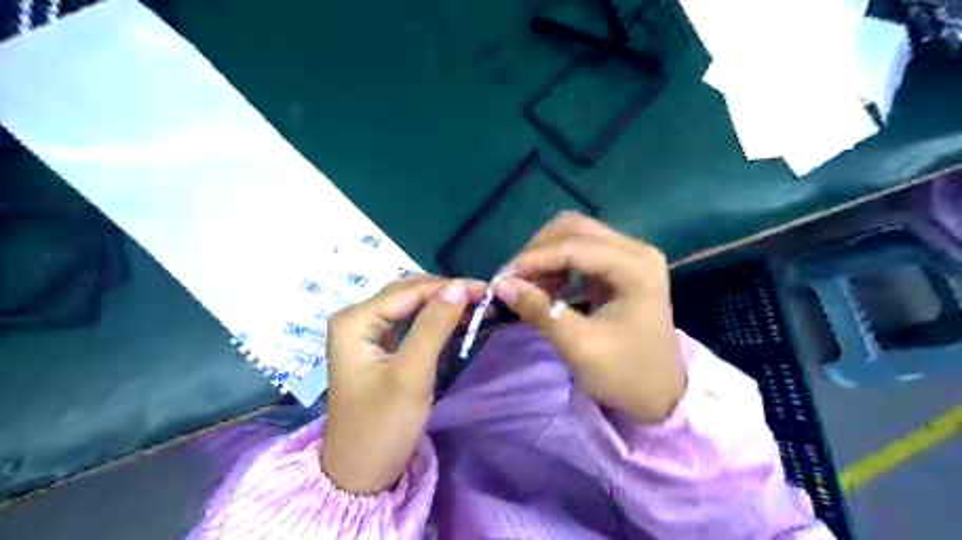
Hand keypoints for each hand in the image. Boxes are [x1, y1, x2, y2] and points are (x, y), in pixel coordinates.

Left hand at [324, 276, 485, 490]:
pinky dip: (437, 321)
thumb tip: (459, 287)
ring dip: (445, 305)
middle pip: (409, 293)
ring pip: (413, 306)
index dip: (449, 286)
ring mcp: (368, 332)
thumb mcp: (411, 375)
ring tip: (479, 306)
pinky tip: (460, 320)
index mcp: (355, 320)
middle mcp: (357, 318)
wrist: (360, 476)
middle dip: (448, 292)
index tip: (487, 289)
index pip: (409, 290)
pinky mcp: (380, 347)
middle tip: (485, 298)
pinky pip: (412, 323)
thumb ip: (434, 327)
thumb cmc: (382, 426)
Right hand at [495, 213, 682, 423]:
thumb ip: (540, 310)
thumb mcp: (579, 346)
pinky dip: (557, 264)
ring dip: (546, 255)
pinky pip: (581, 251)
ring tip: (527, 285)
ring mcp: (630, 256)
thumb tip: (500, 284)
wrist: (661, 396)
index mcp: (635, 267)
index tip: (500, 278)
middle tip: (513, 279)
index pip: (573, 247)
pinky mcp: (621, 267)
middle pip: (574, 228)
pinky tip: (546, 286)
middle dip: (538, 250)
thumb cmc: (626, 374)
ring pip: (575, 235)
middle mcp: (636, 250)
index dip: (533, 259)